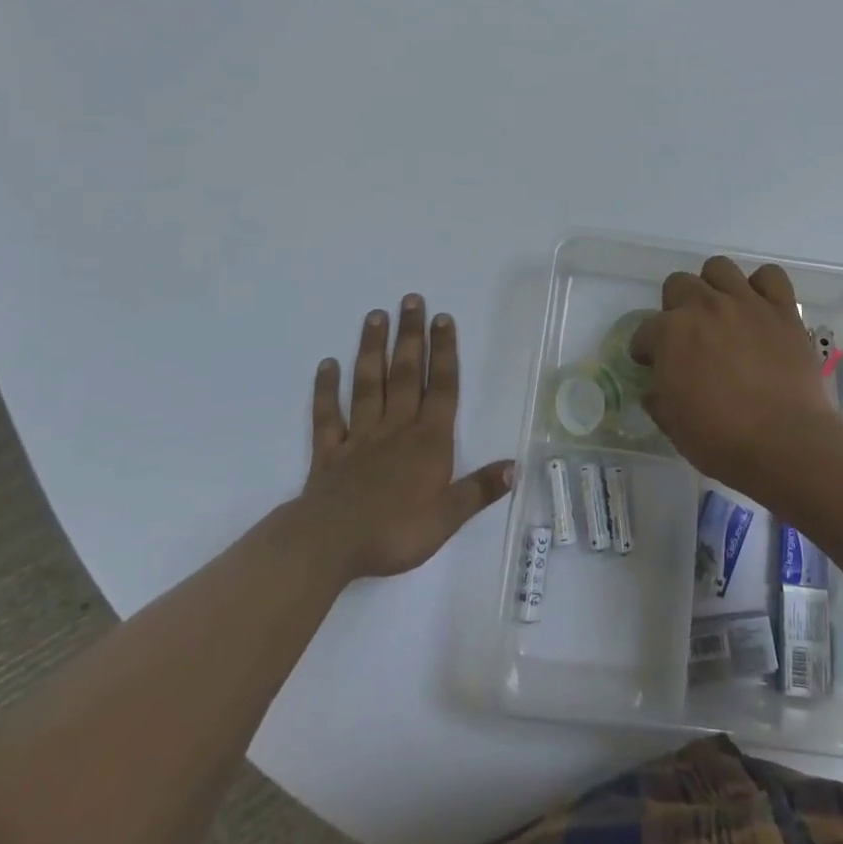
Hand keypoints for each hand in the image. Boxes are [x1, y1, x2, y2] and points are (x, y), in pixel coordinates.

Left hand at [301, 296, 513, 581]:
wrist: (331, 544)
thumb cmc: (395, 531)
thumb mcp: (448, 517)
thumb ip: (480, 489)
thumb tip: (516, 466)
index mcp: (428, 440)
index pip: (441, 388)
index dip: (444, 352)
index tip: (442, 318)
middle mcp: (396, 428)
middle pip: (406, 374)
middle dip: (410, 336)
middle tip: (410, 299)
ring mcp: (360, 437)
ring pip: (368, 384)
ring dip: (373, 349)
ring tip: (375, 316)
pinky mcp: (329, 452)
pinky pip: (328, 415)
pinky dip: (326, 390)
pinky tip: (327, 364)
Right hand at [629, 257, 842, 498]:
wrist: (786, 443)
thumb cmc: (722, 440)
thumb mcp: (674, 427)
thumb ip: (660, 400)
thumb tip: (656, 391)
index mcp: (670, 334)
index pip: (645, 331)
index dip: (646, 349)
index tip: (651, 363)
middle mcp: (704, 307)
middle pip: (678, 284)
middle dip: (675, 307)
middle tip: (686, 335)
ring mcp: (745, 303)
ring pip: (719, 268)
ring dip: (713, 286)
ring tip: (720, 312)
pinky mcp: (782, 309)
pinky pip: (770, 276)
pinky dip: (762, 286)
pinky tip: (760, 307)